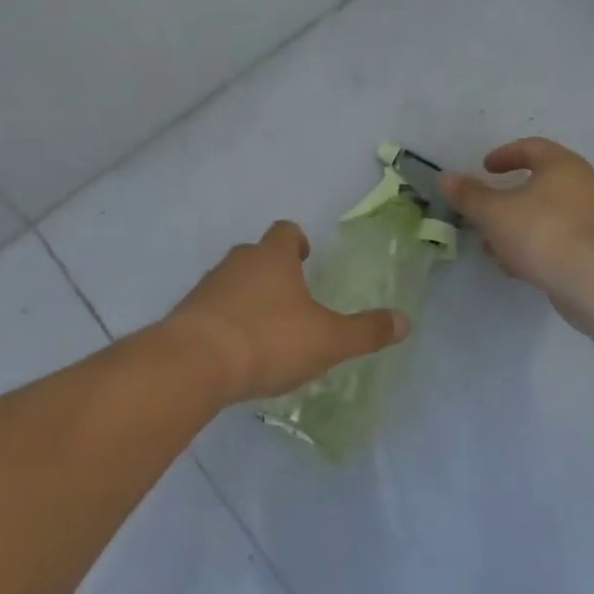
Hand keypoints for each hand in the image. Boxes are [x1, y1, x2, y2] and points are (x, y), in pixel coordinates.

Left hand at [164, 222, 409, 405]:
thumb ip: (366, 331)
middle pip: (256, 254)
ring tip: (265, 328)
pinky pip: (212, 309)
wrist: (196, 362)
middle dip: (273, 271)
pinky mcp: (187, 313)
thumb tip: (405, 321)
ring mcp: (208, 286)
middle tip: (291, 298)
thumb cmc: (269, 339)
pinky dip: (226, 320)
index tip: (304, 257)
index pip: (285, 232)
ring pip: (233, 281)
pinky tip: (236, 350)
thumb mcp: (328, 340)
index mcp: (273, 257)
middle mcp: (238, 262)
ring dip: (247, 296)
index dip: (296, 241)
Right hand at [439, 138, 593, 292]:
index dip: (504, 155)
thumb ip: (468, 195)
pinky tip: (515, 266)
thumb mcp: (493, 212)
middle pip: (539, 183)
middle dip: (507, 198)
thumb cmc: (541, 232)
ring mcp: (593, 219)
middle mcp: (583, 186)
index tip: (485, 168)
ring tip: (492, 245)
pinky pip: (558, 239)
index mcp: (562, 165)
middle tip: (484, 209)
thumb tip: (445, 177)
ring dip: (518, 226)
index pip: (532, 147)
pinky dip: (534, 246)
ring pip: (547, 215)